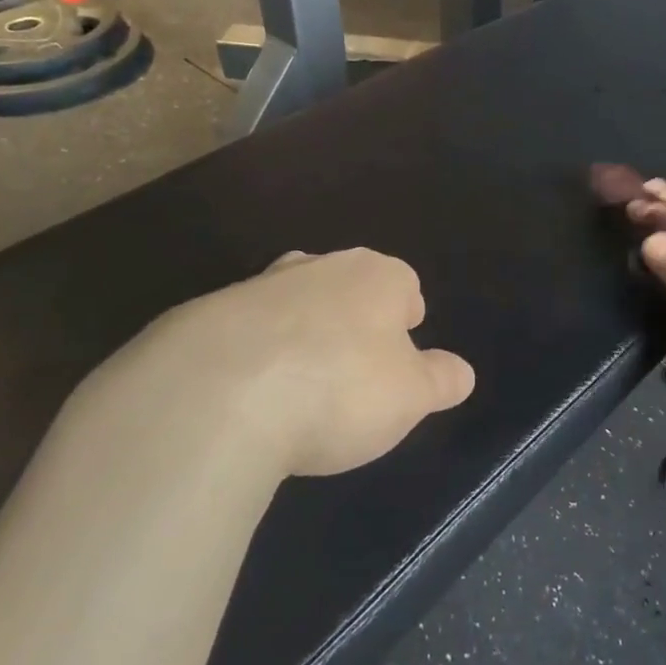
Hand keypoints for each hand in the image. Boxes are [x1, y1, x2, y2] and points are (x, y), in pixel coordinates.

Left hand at [68, 248, 475, 479]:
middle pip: (346, 284)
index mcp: (375, 277)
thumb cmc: (338, 389)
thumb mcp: (410, 396)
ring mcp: (257, 287)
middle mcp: (318, 267)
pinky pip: (243, 332)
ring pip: (292, 301)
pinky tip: (248, 397)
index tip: (402, 350)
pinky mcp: (204, 317)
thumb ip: (440, 380)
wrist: (217, 395)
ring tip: (298, 383)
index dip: (407, 316)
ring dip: (299, 332)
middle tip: (353, 366)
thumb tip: (461, 372)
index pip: (404, 284)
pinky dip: (251, 355)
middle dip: (353, 318)